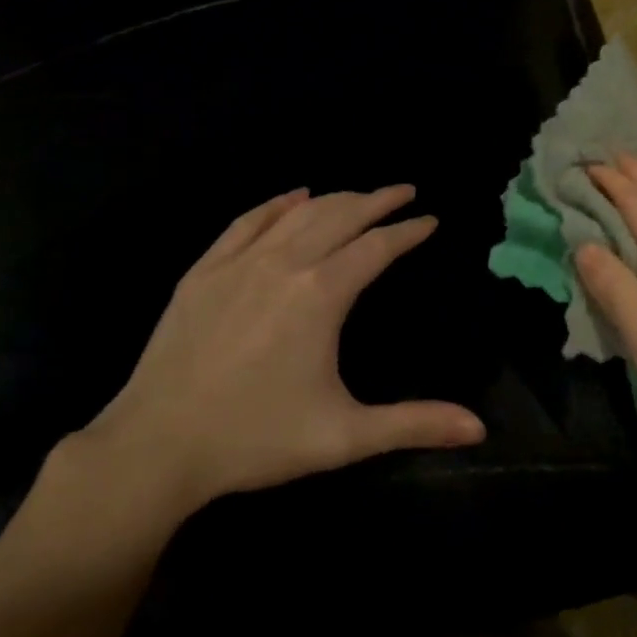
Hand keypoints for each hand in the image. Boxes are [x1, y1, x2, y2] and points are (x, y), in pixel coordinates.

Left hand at [73, 185, 485, 521]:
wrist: (156, 446)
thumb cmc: (256, 439)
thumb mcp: (344, 437)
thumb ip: (414, 424)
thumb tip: (479, 428)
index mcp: (321, 293)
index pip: (377, 246)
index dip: (408, 230)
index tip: (430, 219)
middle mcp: (284, 263)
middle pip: (341, 215)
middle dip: (377, 200)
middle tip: (403, 191)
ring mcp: (239, 262)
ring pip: (298, 213)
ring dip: (335, 198)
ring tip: (360, 196)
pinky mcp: (204, 270)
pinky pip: (248, 221)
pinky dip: (277, 203)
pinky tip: (293, 196)